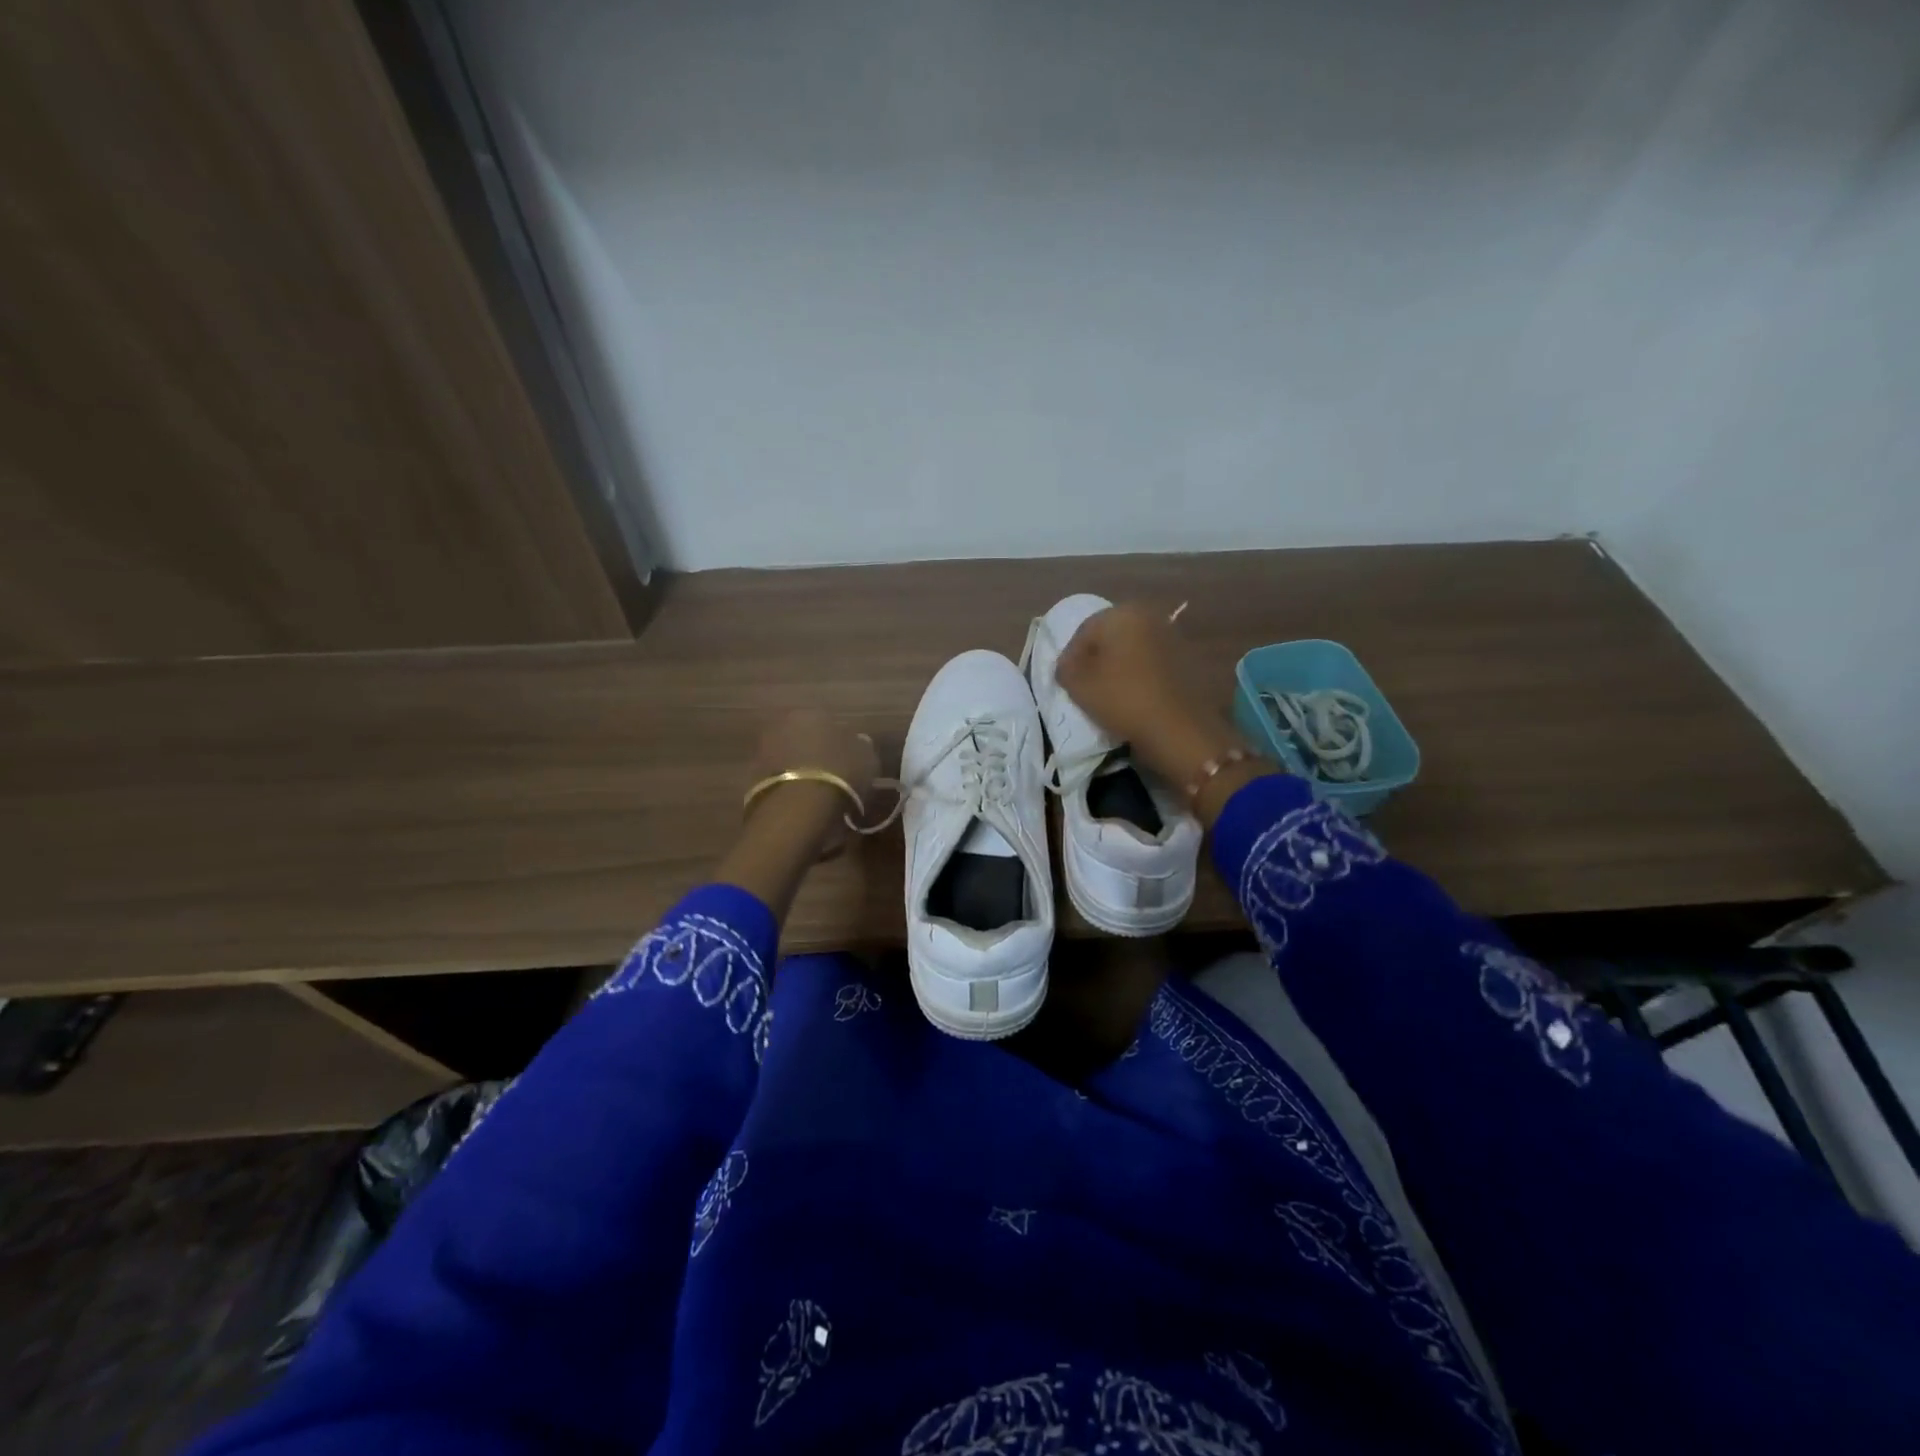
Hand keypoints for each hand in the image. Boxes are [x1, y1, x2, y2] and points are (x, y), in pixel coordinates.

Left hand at [742, 709, 880, 859]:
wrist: (797, 808)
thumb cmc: (839, 774)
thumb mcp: (866, 758)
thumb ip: (861, 746)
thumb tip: (857, 742)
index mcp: (810, 713)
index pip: (827, 722)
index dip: (839, 742)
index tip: (847, 761)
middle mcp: (782, 725)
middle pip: (802, 737)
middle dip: (814, 753)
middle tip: (832, 775)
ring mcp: (762, 751)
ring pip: (787, 758)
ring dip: (799, 770)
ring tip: (817, 793)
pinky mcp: (750, 779)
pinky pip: (778, 779)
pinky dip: (788, 787)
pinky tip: (801, 803)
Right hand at [1055, 603, 1255, 805]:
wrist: (1179, 728)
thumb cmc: (1123, 698)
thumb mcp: (1079, 685)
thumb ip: (1065, 668)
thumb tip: (1067, 665)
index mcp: (1122, 613)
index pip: (1084, 631)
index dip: (1070, 656)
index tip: (1065, 680)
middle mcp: (1150, 616)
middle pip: (1111, 637)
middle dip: (1096, 658)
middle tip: (1085, 685)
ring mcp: (1173, 636)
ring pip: (1133, 649)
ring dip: (1119, 666)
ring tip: (1109, 693)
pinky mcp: (1188, 659)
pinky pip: (1152, 662)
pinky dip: (1140, 674)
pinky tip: (1134, 696)